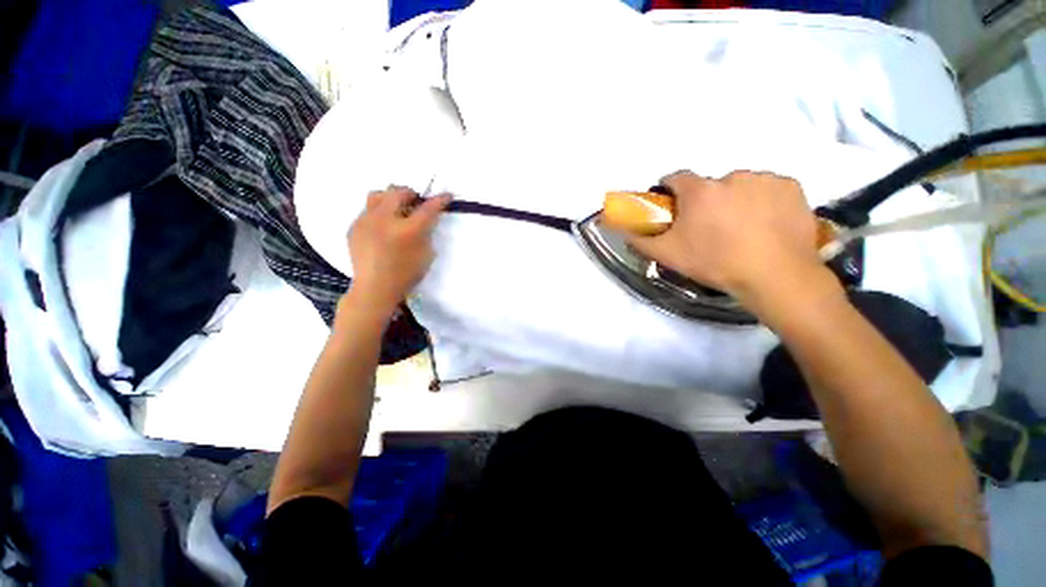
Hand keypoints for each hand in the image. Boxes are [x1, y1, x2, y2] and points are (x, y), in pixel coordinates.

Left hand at [347, 186, 449, 315]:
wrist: (374, 288)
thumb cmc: (406, 275)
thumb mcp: (426, 255)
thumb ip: (426, 233)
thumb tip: (425, 219)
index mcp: (407, 230)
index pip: (427, 208)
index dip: (439, 200)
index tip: (447, 195)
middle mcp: (385, 220)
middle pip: (398, 192)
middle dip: (411, 194)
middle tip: (417, 203)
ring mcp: (366, 221)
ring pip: (378, 194)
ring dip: (391, 197)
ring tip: (397, 209)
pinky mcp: (354, 226)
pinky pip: (367, 210)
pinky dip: (379, 212)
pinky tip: (383, 227)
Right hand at [626, 170, 832, 306]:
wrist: (774, 276)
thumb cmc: (715, 263)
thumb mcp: (668, 256)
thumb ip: (640, 240)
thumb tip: (623, 230)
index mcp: (699, 191)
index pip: (676, 178)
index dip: (671, 191)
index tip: (673, 206)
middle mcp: (731, 176)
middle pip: (710, 185)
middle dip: (706, 201)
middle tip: (710, 228)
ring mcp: (764, 179)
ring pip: (741, 186)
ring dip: (736, 200)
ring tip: (742, 229)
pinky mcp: (792, 186)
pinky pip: (769, 189)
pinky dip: (764, 201)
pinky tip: (766, 223)